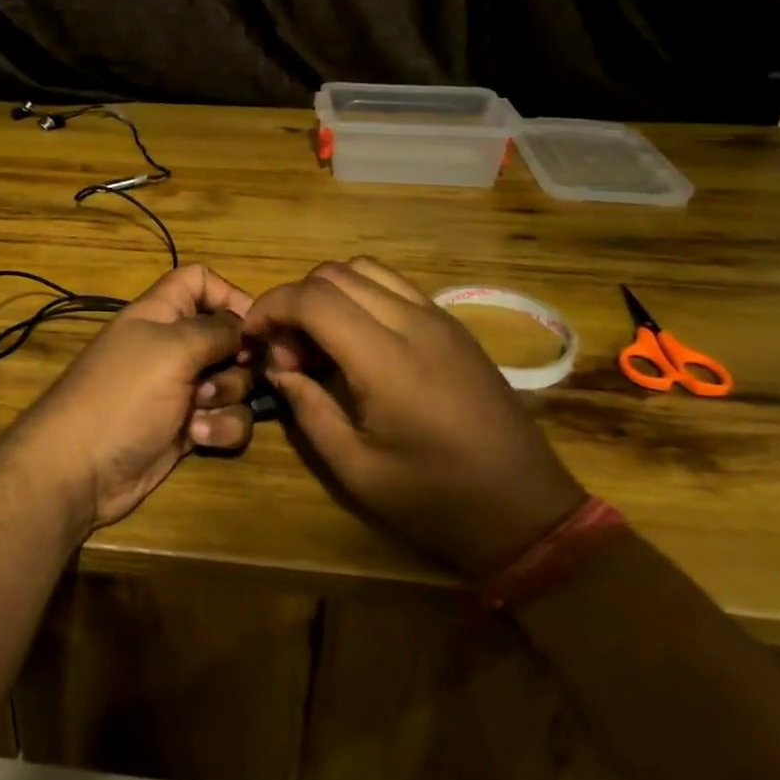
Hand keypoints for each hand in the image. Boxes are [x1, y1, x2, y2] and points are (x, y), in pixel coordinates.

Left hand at [0, 264, 256, 530]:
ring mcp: (181, 389)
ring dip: (228, 396)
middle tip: (230, 370)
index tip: (254, 323)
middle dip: (238, 357)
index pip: (198, 280)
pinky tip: (197, 437)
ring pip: (234, 381)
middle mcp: (173, 347)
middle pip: (228, 336)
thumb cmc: (124, 394)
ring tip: (199, 410)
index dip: (228, 294)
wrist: (82, 469)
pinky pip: (226, 419)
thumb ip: (218, 330)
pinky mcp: (188, 428)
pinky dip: (220, 428)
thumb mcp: (173, 349)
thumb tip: (247, 326)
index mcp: (161, 314)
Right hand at [244, 257, 584, 578]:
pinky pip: (394, 286)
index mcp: (386, 361)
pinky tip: (356, 340)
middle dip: (294, 301)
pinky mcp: (453, 325)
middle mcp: (413, 323)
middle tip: (286, 350)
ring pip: (365, 269)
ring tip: (318, 340)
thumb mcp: (356, 469)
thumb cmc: (436, 500)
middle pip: (334, 274)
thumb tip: (278, 369)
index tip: (252, 337)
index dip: (270, 307)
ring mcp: (439, 318)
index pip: (313, 299)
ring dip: (327, 293)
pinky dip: (360, 296)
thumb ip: (308, 409)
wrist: (526, 510)